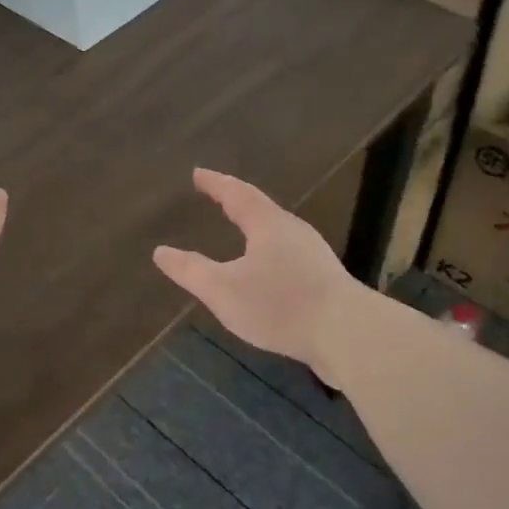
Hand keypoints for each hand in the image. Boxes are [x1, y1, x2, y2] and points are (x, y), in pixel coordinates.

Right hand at [153, 168, 365, 381]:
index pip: (237, 194)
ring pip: (278, 233)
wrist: (348, 334)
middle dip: (238, 202)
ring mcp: (314, 255)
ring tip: (241, 232)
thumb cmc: (280, 305)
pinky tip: (268, 273)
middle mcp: (294, 231)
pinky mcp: (326, 280)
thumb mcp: (223, 290)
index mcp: (268, 225)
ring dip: (257, 228)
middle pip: (262, 209)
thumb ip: (190, 271)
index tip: (198, 173)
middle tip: (219, 198)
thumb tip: (160, 252)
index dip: (215, 183)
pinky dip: (270, 254)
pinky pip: (289, 256)